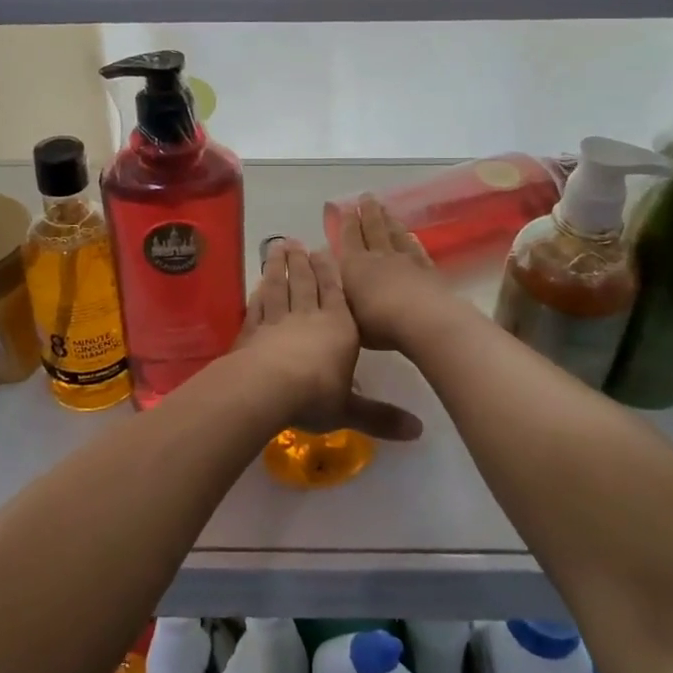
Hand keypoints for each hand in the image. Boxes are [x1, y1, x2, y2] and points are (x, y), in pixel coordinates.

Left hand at [241, 238, 421, 441]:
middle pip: (305, 283)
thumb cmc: (316, 395)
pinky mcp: (252, 331)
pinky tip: (257, 285)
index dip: (329, 272)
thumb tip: (419, 431)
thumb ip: (381, 417)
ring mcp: (277, 320)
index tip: (322, 250)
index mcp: (338, 328)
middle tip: (295, 241)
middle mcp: (308, 316)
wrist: (267, 388)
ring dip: (277, 267)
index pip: (335, 293)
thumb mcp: (351, 410)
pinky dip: (258, 293)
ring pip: (279, 287)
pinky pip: (257, 306)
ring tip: (276, 248)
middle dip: (302, 262)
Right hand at [336, 195, 460, 351]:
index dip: (346, 222)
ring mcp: (406, 261)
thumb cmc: (378, 323)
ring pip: (395, 234)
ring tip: (385, 209)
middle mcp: (379, 257)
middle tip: (366, 196)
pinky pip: (417, 249)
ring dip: (389, 220)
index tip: (345, 207)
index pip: (349, 238)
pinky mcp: (428, 270)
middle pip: (373, 228)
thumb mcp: (347, 314)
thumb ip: (339, 293)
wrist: (424, 322)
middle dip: (368, 212)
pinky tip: (412, 235)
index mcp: (355, 265)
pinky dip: (412, 240)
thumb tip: (329, 273)